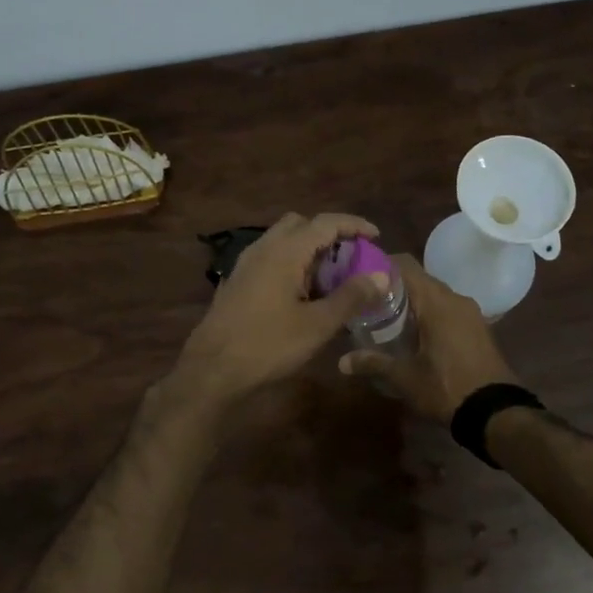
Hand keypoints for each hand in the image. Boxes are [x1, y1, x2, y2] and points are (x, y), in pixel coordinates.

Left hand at [173, 212, 387, 409]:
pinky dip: (292, 263)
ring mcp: (245, 264)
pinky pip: (270, 258)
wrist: (211, 370)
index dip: (353, 225)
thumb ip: (351, 297)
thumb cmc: (267, 345)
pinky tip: (302, 293)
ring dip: (309, 250)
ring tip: (331, 278)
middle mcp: (263, 248)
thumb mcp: (317, 325)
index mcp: (284, 252)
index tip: (376, 237)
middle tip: (351, 257)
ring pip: (283, 241)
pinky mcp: (237, 282)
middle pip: (301, 224)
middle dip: (329, 234)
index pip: (325, 222)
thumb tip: (381, 277)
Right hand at [337, 254, 518, 422]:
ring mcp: (470, 312)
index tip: (358, 274)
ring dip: (412, 300)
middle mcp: (455, 298)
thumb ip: (373, 363)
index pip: (405, 265)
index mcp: (436, 302)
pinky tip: (413, 332)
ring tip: (385, 316)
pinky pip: (447, 308)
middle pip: (419, 279)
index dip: (380, 264)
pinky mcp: (477, 327)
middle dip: (393, 285)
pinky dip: (428, 312)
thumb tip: (341, 362)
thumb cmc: (447, 388)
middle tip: (366, 299)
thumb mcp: (405, 378)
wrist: (496, 412)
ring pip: (434, 294)